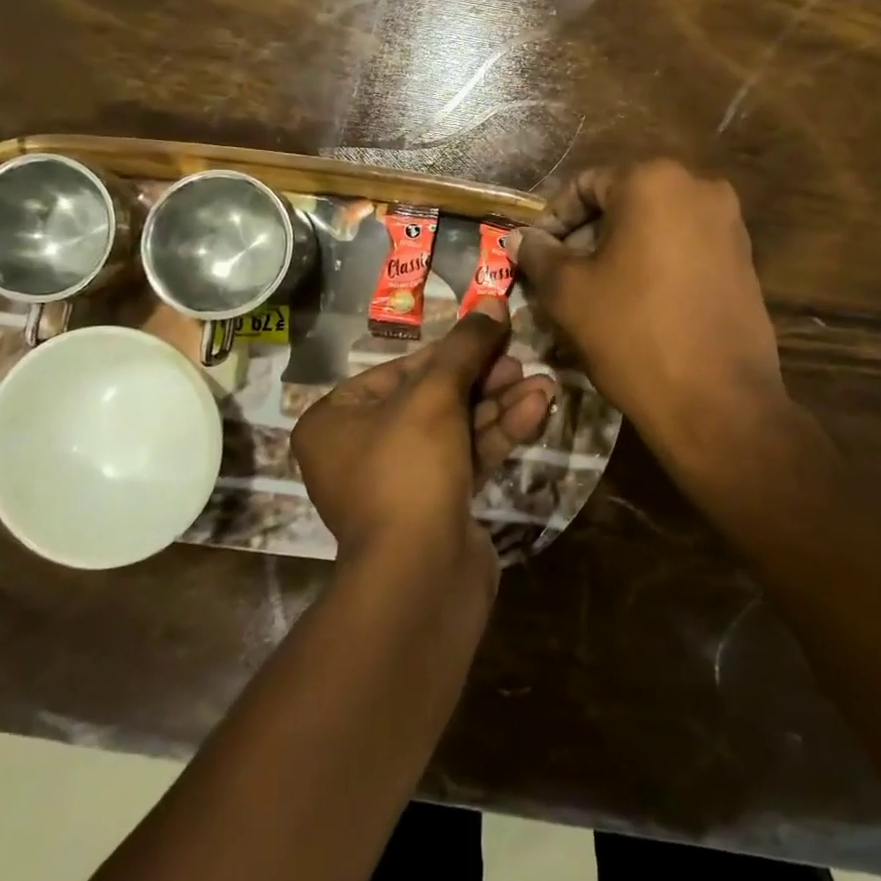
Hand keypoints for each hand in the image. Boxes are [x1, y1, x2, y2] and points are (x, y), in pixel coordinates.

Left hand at [291, 298, 555, 579]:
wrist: (419, 578)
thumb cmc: (408, 469)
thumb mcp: (435, 396)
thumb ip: (465, 347)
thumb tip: (493, 303)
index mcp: (337, 419)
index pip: (401, 370)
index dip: (451, 350)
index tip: (493, 333)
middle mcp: (361, 448)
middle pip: (431, 398)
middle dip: (482, 379)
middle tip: (520, 359)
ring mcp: (401, 481)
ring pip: (455, 428)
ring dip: (499, 405)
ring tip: (543, 384)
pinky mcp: (437, 506)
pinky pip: (467, 457)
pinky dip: (499, 434)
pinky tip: (538, 409)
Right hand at [515, 160, 785, 470]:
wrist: (718, 402)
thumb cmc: (633, 334)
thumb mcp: (569, 293)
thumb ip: (538, 255)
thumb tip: (519, 238)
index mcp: (653, 181)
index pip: (584, 186)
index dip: (551, 220)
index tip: (533, 255)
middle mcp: (699, 188)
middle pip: (622, 203)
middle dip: (585, 237)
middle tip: (557, 277)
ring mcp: (729, 224)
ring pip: (654, 227)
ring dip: (617, 252)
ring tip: (591, 294)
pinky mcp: (744, 259)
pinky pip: (684, 248)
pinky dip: (652, 265)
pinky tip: (633, 304)